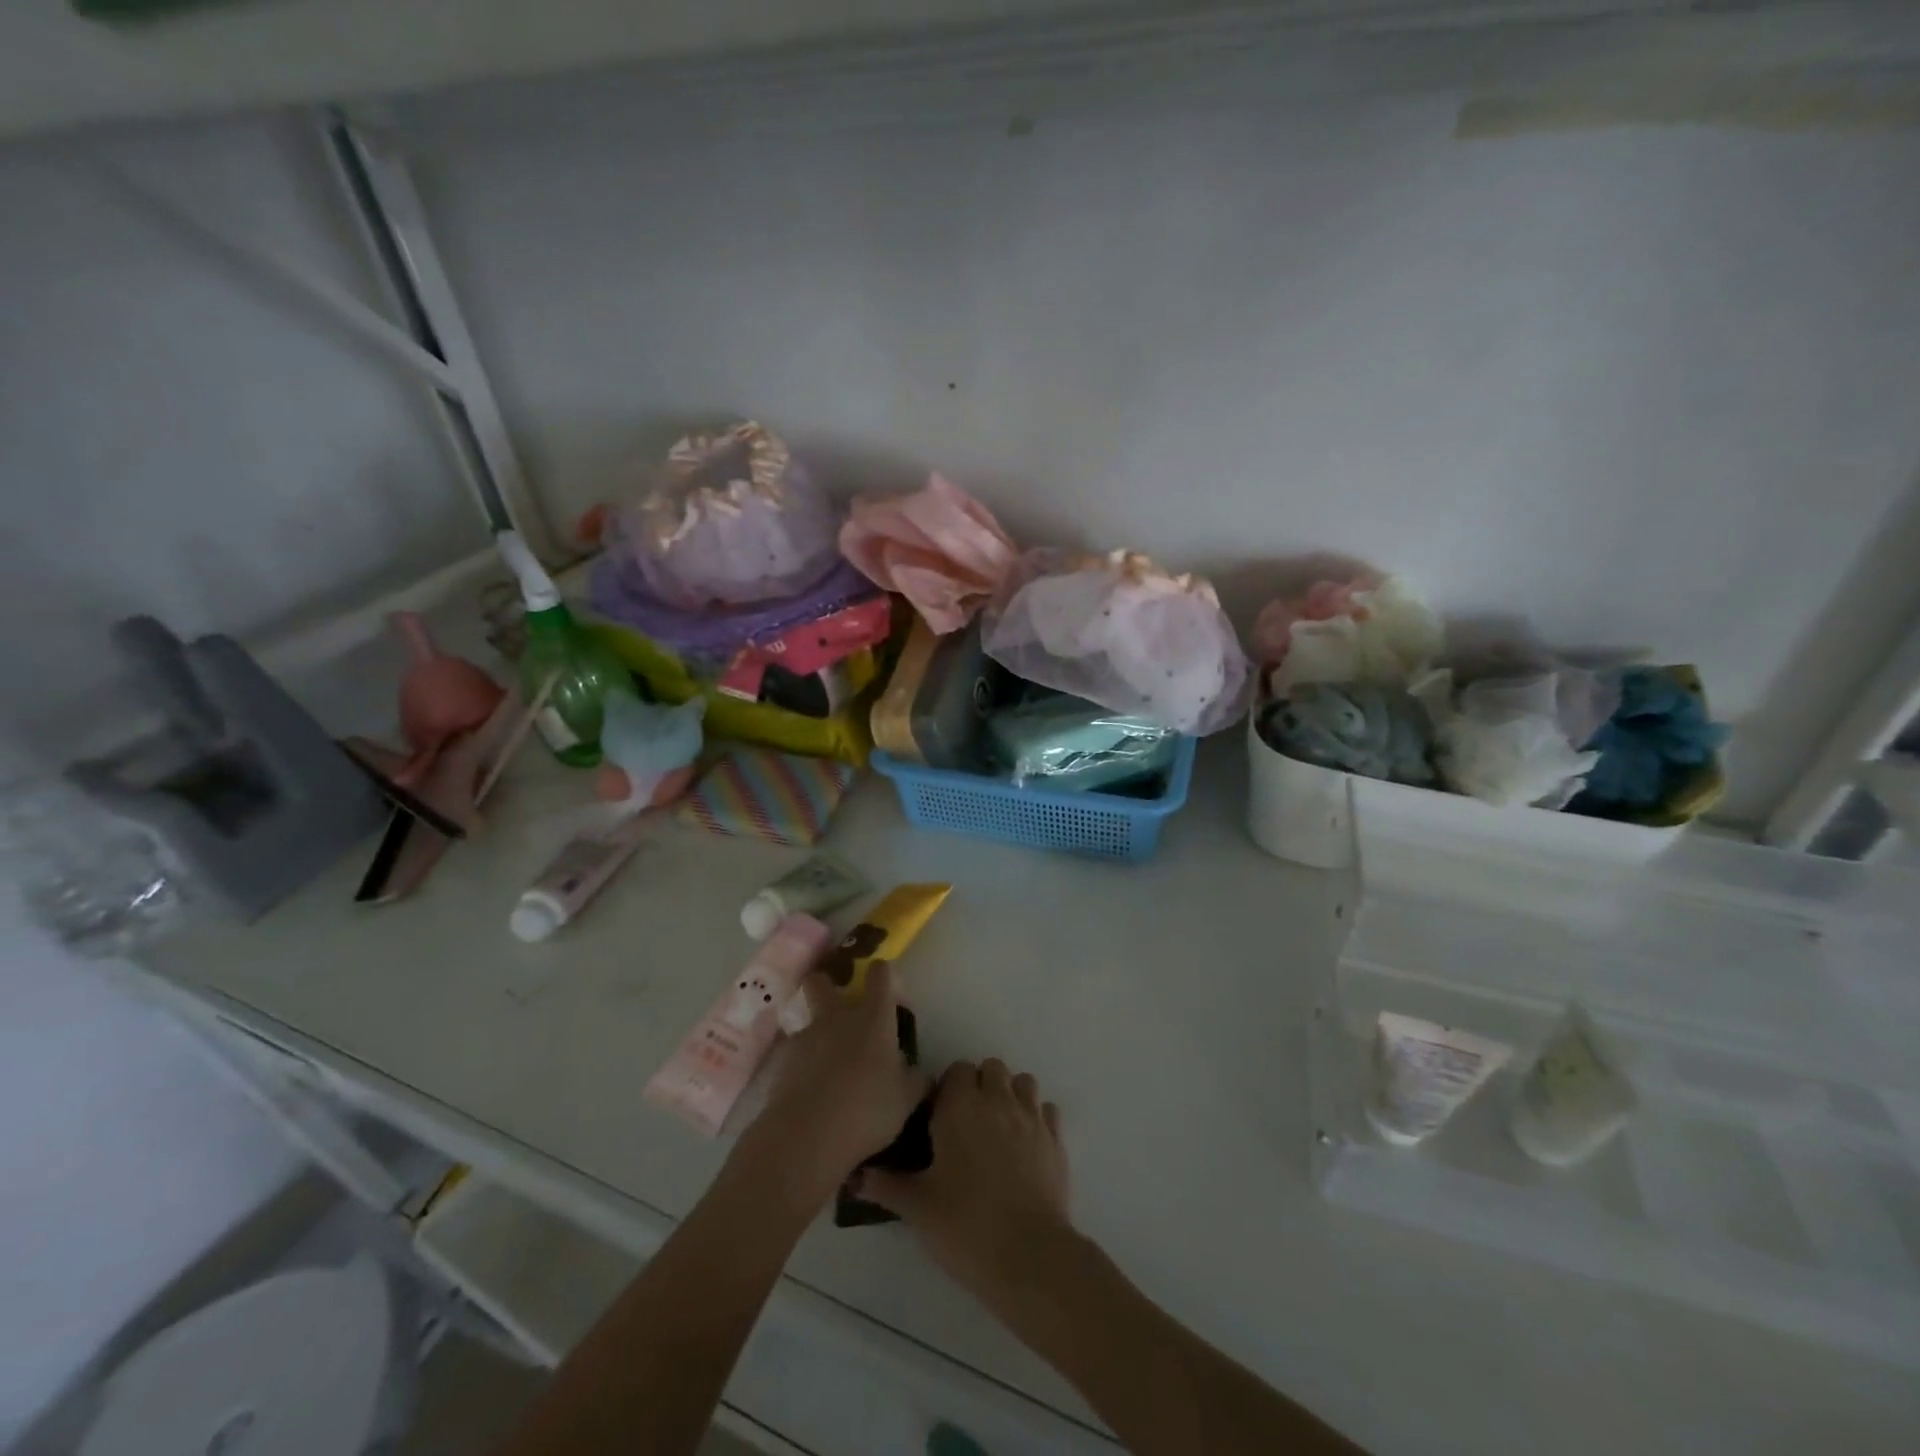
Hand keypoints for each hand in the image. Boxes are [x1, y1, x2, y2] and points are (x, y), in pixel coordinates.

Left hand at [738, 962, 928, 1209]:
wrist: (806, 1136)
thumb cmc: (866, 1111)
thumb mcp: (906, 1100)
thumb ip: (915, 1080)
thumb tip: (920, 1073)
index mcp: (873, 1018)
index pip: (880, 974)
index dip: (883, 973)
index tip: (887, 985)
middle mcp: (837, 1017)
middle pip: (821, 981)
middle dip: (826, 985)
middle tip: (839, 1007)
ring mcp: (805, 1037)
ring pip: (806, 1019)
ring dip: (816, 1033)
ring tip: (826, 1065)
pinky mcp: (782, 1062)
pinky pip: (794, 1053)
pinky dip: (801, 1065)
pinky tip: (809, 1091)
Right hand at [858, 1059, 1072, 1297]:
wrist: (1028, 1256)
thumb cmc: (964, 1225)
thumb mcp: (916, 1207)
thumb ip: (885, 1184)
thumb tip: (854, 1175)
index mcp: (960, 1106)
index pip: (957, 1069)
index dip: (948, 1089)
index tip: (939, 1118)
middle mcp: (997, 1099)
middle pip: (991, 1068)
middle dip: (980, 1085)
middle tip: (966, 1124)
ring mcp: (1031, 1117)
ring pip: (1022, 1083)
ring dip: (1010, 1095)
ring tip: (998, 1129)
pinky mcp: (1056, 1139)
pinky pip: (1047, 1110)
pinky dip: (1037, 1118)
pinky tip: (1026, 1145)